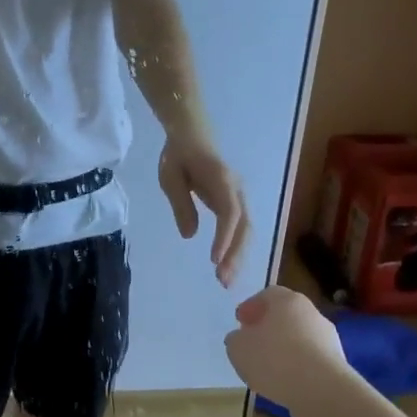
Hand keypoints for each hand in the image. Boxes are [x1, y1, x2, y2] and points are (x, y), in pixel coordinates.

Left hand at [158, 131, 249, 286]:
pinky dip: (235, 248)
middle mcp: (237, 190)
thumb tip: (190, 235)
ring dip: (237, 256)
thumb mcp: (171, 178)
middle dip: (235, 255)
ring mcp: (239, 197)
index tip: (215, 259)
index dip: (225, 237)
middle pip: (244, 227)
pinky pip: (240, 229)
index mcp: (222, 181)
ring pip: (246, 231)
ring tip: (225, 280)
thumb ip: (181, 205)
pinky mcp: (235, 203)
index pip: (230, 213)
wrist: (192, 135)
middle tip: (223, 281)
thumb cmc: (179, 155)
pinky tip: (227, 266)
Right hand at [223, 287, 347, 408]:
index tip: (240, 322)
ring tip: (267, 368)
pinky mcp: (336, 363)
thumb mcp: (238, 348)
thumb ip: (236, 339)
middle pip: (286, 315)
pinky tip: (285, 381)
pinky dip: (296, 366)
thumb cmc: (274, 359)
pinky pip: (310, 359)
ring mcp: (328, 338)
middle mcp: (311, 313)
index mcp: (287, 301)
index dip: (251, 307)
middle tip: (252, 342)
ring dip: (283, 348)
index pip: (267, 294)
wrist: (322, 391)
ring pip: (299, 337)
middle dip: (268, 327)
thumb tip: (241, 338)